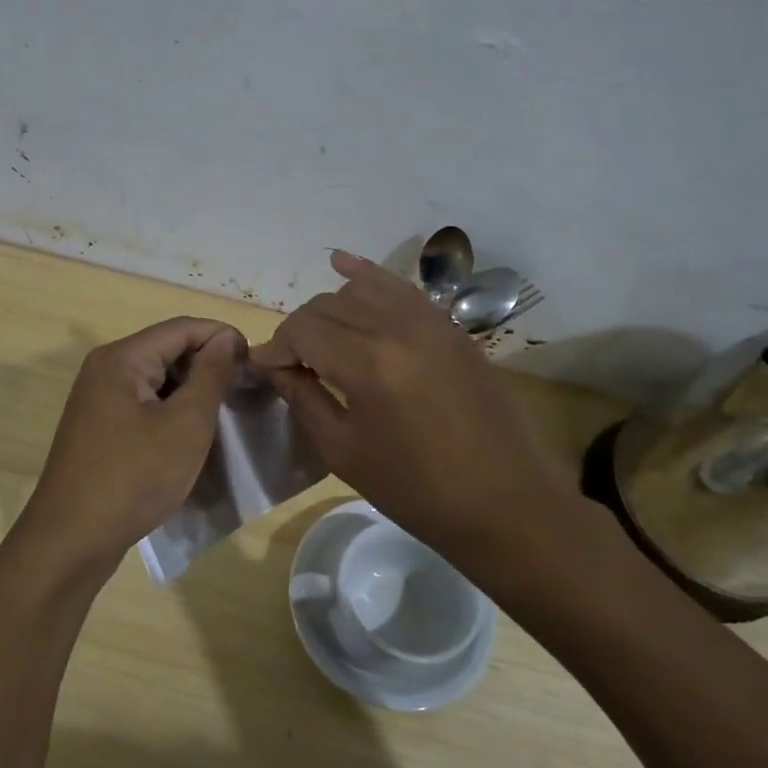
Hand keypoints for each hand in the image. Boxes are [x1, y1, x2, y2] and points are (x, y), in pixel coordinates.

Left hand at [13, 317, 246, 584]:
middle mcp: (105, 369)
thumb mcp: (185, 425)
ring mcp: (99, 400)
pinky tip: (192, 434)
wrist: (72, 541)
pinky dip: (171, 411)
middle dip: (208, 365)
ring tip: (226, 413)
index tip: (257, 364)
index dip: (223, 337)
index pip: (182, 328)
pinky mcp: (100, 428)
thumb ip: (210, 375)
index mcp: (121, 359)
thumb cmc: (134, 478)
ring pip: (157, 380)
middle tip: (245, 392)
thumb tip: (227, 337)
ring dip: (191, 391)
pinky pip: (144, 405)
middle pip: (167, 350)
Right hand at [252, 251, 581, 570]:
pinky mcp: (451, 326)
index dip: (276, 347)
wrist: (503, 502)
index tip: (263, 369)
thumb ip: (303, 398)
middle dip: (299, 330)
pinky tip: (343, 265)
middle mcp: (398, 327)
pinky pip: (401, 288)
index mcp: (368, 363)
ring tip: (320, 339)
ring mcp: (431, 321)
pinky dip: (368, 276)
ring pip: (362, 289)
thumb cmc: (415, 489)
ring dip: (330, 309)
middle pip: (328, 305)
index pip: (302, 329)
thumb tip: (273, 366)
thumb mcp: (343, 451)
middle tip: (290, 364)